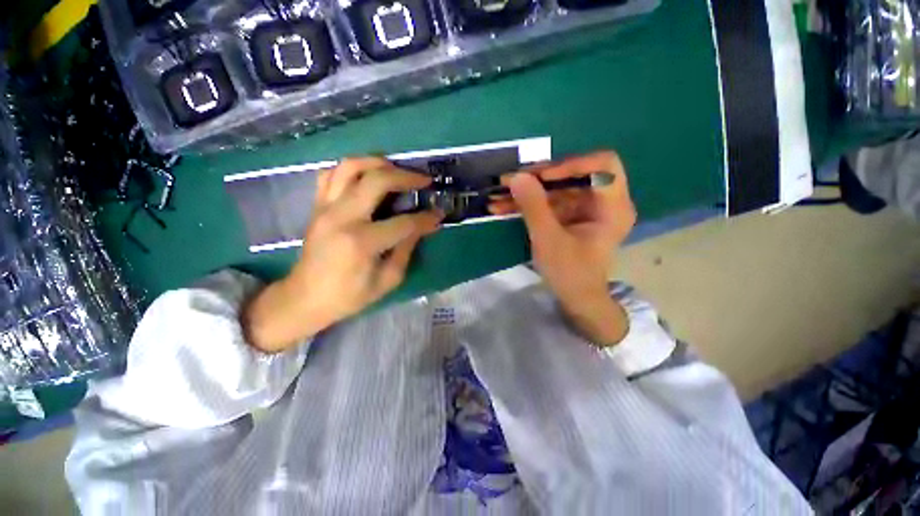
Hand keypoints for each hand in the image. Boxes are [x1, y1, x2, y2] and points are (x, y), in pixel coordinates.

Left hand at [242, 157, 441, 352]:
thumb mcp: (387, 280)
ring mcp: (326, 208)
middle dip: (406, 177)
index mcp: (362, 242)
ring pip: (350, 166)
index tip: (438, 214)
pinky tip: (366, 175)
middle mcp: (342, 217)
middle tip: (424, 181)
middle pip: (377, 180)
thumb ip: (406, 249)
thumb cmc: (350, 295)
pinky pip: (331, 174)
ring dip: (378, 161)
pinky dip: (351, 169)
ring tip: (397, 169)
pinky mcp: (317, 206)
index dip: (425, 218)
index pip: (404, 222)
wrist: (305, 298)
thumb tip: (423, 227)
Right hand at [490, 151, 636, 345]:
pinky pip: (548, 202)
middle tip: (509, 181)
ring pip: (555, 188)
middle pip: (572, 174)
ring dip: (525, 191)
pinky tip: (503, 206)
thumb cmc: (570, 273)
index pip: (603, 165)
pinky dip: (527, 203)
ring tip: (497, 195)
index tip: (541, 177)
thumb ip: (533, 207)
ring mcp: (584, 208)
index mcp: (612, 207)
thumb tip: (516, 177)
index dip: (572, 164)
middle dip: (537, 178)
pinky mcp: (569, 215)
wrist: (575, 298)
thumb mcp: (549, 240)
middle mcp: (602, 201)